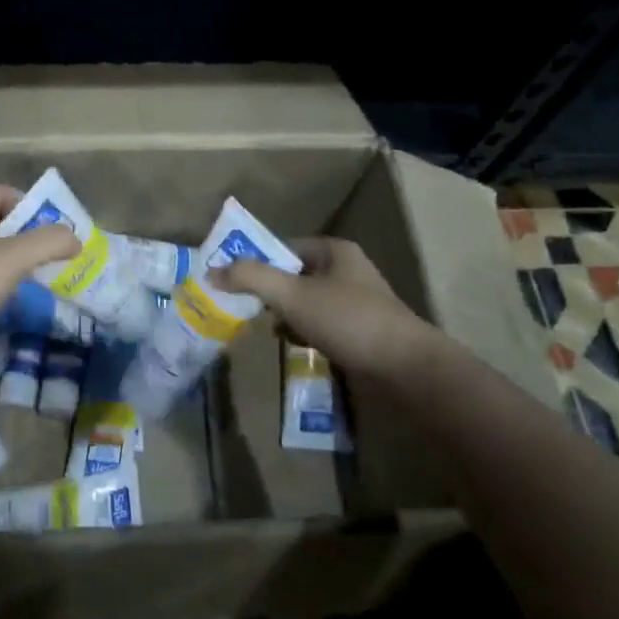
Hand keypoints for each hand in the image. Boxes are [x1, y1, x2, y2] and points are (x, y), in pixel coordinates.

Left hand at [0, 185, 80, 358]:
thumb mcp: (11, 260)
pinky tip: (0, 296)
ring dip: (6, 258)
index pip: (0, 193)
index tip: (53, 231)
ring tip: (29, 276)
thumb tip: (75, 238)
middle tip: (47, 253)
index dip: (31, 207)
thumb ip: (47, 242)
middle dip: (21, 234)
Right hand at [215, 236, 435, 379]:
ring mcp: (357, 303)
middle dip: (270, 292)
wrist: (407, 371)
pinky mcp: (362, 333)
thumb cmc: (348, 320)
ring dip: (286, 315)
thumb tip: (211, 270)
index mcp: (334, 251)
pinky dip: (304, 332)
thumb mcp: (292, 295)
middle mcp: (346, 271)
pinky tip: (293, 345)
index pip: (284, 247)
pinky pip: (322, 325)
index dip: (258, 261)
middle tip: (245, 307)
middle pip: (294, 275)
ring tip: (267, 329)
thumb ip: (251, 278)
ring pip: (307, 302)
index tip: (233, 281)